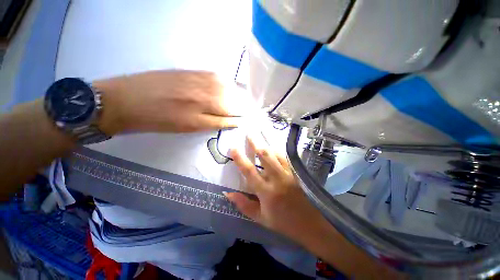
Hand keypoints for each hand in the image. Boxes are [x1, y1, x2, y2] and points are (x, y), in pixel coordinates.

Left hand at [93, 70, 242, 134]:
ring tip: (240, 99)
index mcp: (204, 109)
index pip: (233, 111)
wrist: (126, 100)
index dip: (243, 115)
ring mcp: (198, 78)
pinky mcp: (190, 70)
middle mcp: (204, 91)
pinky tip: (227, 86)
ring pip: (226, 85)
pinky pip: (215, 75)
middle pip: (232, 97)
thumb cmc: (159, 120)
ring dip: (236, 92)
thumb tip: (234, 121)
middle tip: (247, 110)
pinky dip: (225, 81)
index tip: (249, 118)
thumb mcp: (190, 127)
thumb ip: (216, 122)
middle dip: (242, 104)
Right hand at [225, 138, 328, 243]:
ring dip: (267, 143)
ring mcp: (288, 173)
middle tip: (249, 133)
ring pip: (276, 153)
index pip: (249, 171)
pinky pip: (286, 157)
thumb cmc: (283, 222)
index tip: (233, 148)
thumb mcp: (261, 218)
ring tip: (261, 134)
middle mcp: (277, 178)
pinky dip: (278, 150)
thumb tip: (227, 193)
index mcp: (266, 191)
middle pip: (264, 156)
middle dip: (255, 143)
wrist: (310, 224)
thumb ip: (244, 205)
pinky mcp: (296, 172)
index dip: (240, 158)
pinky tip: (274, 145)